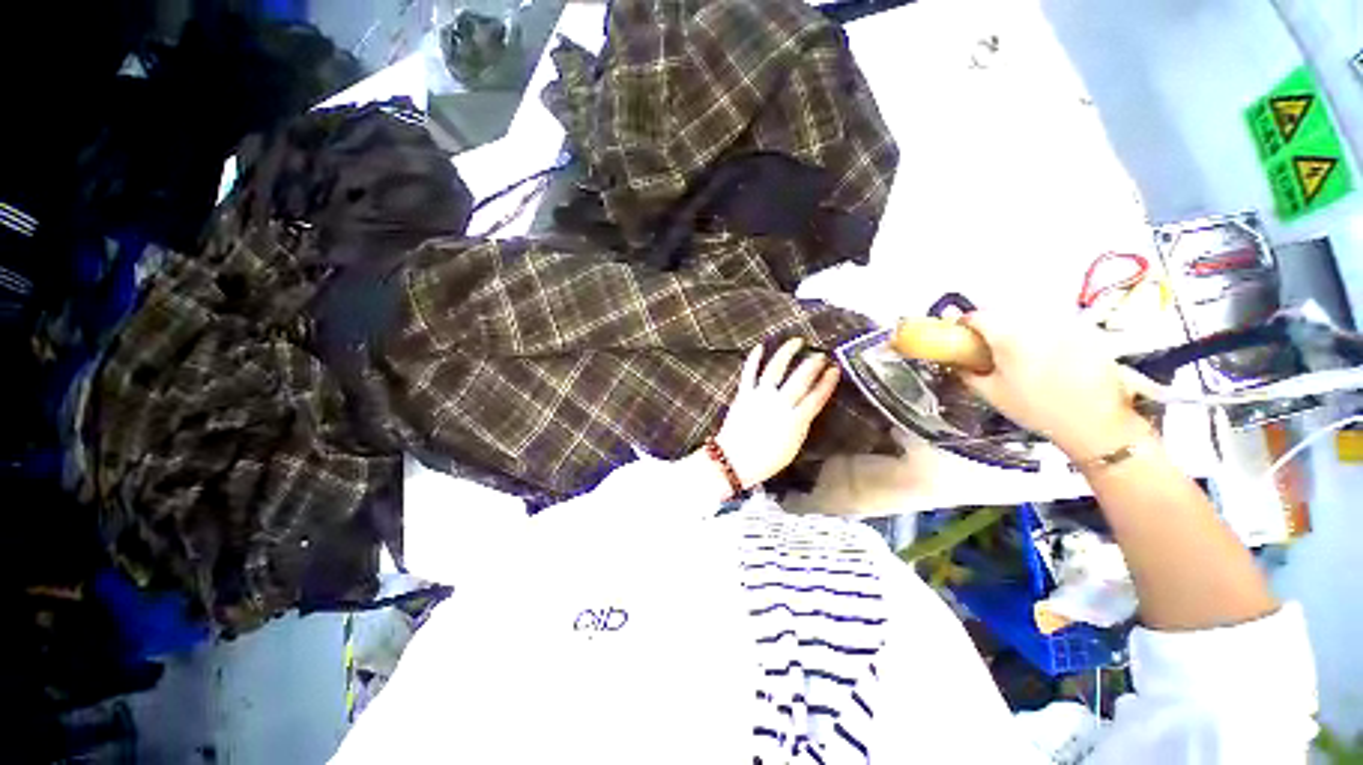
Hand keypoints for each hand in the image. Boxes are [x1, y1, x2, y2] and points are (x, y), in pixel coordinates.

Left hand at [713, 338, 840, 487]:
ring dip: (787, 353)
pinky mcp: (743, 394)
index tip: (835, 369)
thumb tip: (808, 407)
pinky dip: (754, 359)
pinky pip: (749, 373)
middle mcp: (780, 404)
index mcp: (795, 420)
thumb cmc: (766, 460)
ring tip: (796, 341)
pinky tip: (760, 346)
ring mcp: (760, 397)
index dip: (827, 382)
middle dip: (813, 365)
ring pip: (776, 369)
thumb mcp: (793, 445)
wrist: (734, 461)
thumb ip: (801, 424)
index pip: (817, 397)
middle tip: (821, 355)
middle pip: (800, 379)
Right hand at [956, 312, 1154, 460]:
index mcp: (1007, 336)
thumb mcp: (992, 394)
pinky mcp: (1087, 330)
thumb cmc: (1037, 409)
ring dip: (1019, 330)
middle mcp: (1036, 322)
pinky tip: (1050, 359)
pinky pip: (1055, 325)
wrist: (1097, 421)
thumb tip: (957, 362)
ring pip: (1030, 318)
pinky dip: (1045, 336)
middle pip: (1004, 315)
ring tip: (1021, 355)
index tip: (962, 337)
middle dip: (993, 328)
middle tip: (990, 350)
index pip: (976, 316)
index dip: (965, 325)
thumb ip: (968, 373)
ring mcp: (1064, 323)